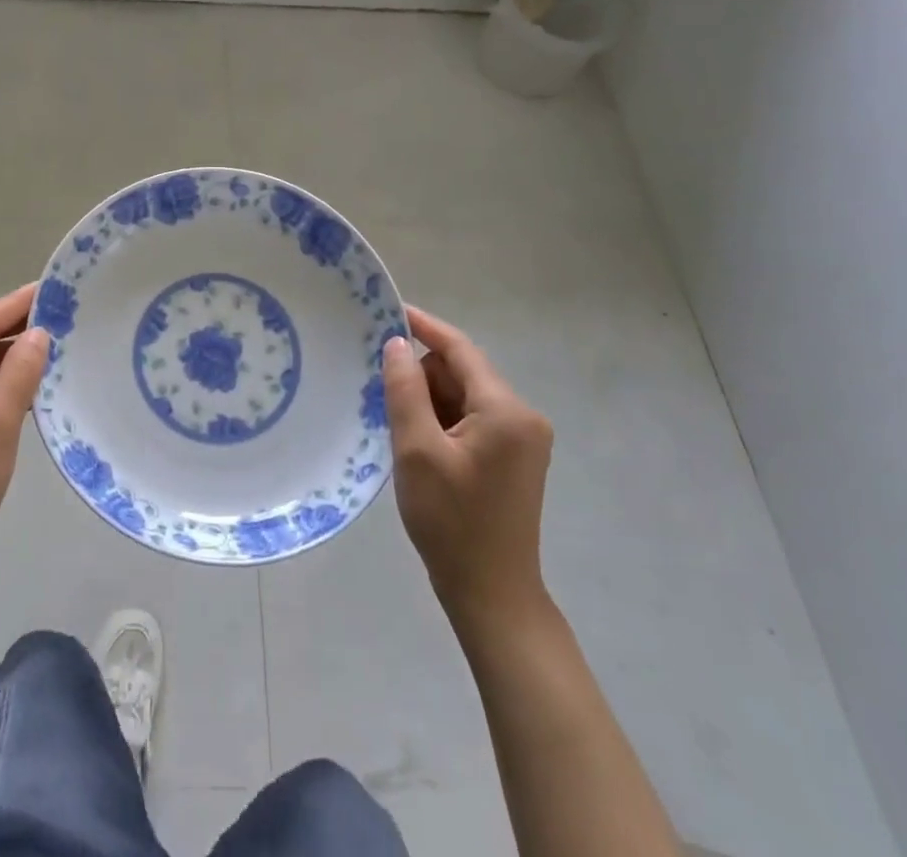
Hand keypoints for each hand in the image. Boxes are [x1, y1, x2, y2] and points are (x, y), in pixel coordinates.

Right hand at [384, 305, 554, 626]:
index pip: (460, 349)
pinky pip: (472, 419)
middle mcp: (522, 416)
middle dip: (422, 379)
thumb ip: (404, 390)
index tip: (389, 310)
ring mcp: (522, 439)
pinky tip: (421, 448)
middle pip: (461, 373)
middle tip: (384, 403)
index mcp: (505, 410)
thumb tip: (396, 343)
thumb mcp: (417, 451)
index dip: (423, 326)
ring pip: (464, 397)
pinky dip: (443, 423)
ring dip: (430, 404)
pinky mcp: (515, 458)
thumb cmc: (452, 522)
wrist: (492, 596)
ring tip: (403, 436)